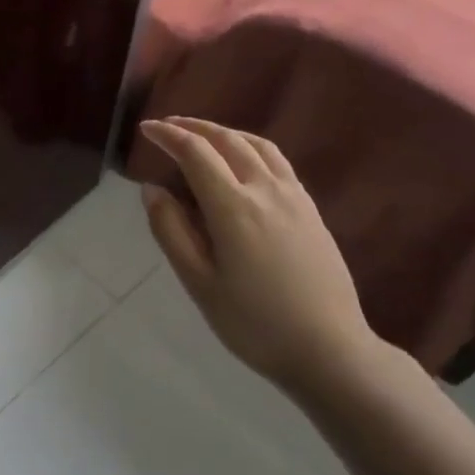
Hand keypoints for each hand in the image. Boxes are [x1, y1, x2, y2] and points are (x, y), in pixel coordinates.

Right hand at [139, 117, 379, 395]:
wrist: (328, 348)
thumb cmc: (253, 322)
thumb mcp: (199, 283)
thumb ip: (171, 231)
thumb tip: (152, 190)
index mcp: (233, 207)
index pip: (196, 154)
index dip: (168, 136)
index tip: (146, 129)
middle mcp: (266, 190)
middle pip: (228, 140)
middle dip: (195, 127)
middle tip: (168, 126)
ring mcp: (294, 197)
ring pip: (258, 146)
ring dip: (225, 133)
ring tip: (203, 136)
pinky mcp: (311, 210)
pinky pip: (278, 162)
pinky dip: (251, 147)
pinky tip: (244, 162)